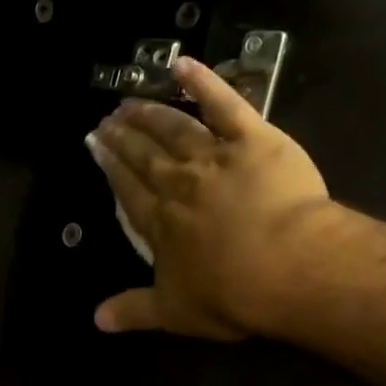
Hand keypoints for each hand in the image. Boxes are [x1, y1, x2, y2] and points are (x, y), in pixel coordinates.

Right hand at [86, 56, 332, 338]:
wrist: (290, 267)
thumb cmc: (232, 294)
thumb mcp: (175, 312)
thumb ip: (133, 311)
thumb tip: (95, 321)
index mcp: (159, 223)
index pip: (126, 189)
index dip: (110, 166)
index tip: (95, 145)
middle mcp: (178, 184)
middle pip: (144, 155)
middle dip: (123, 136)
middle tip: (106, 119)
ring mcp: (214, 158)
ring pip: (174, 129)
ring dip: (150, 113)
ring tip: (131, 100)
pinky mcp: (253, 139)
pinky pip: (225, 105)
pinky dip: (204, 83)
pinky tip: (184, 64)